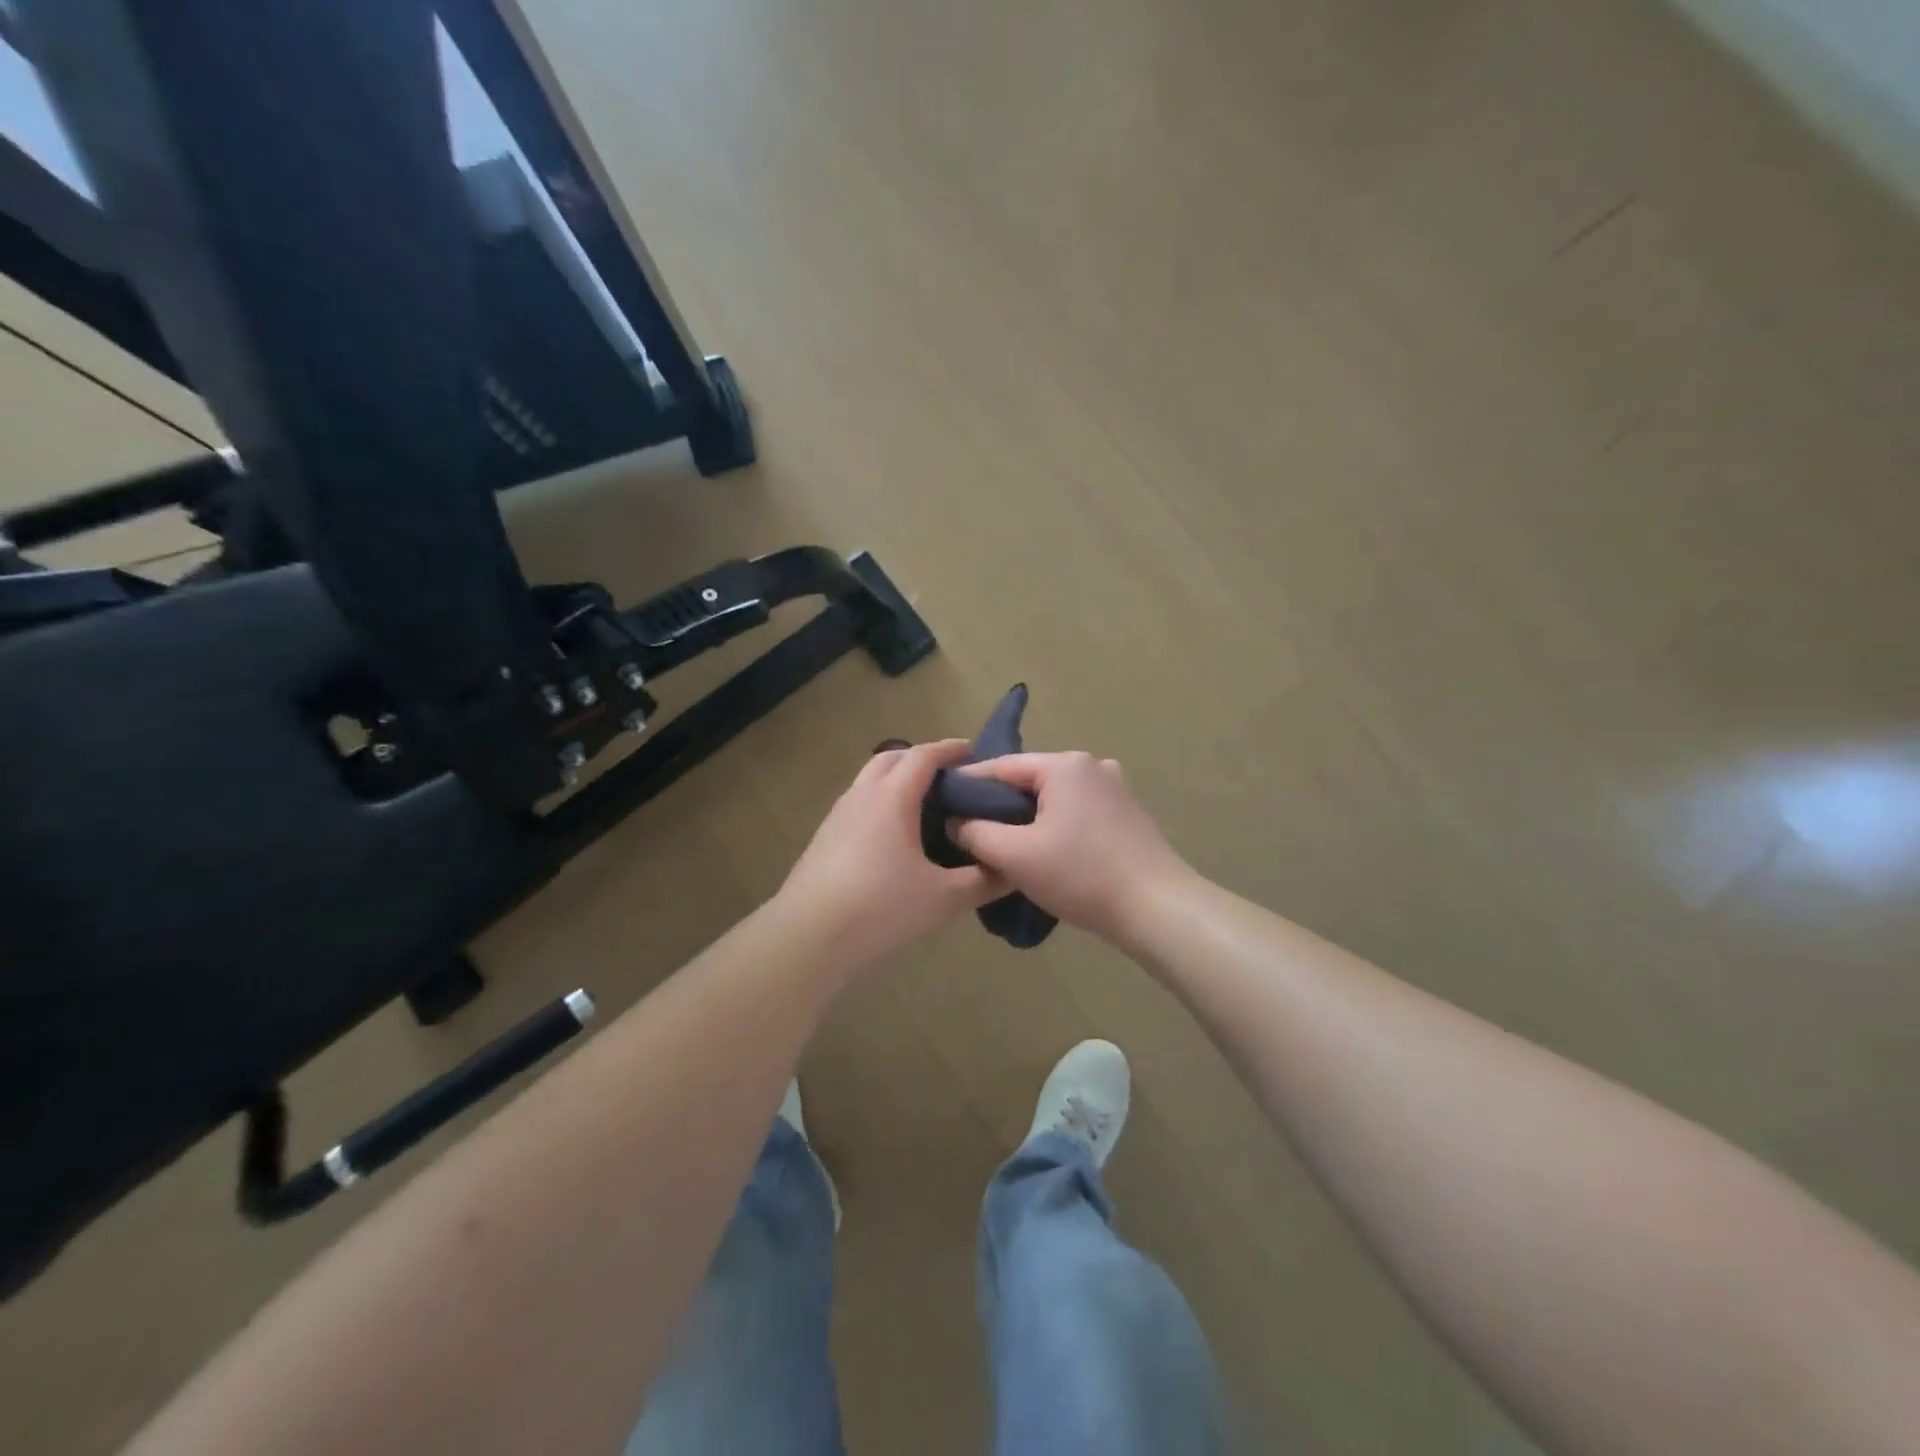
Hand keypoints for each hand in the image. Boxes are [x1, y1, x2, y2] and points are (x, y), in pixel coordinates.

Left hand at [775, 740, 1006, 970]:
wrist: (809, 936)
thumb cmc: (881, 907)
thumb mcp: (943, 898)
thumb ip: (984, 881)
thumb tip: (1014, 870)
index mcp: (892, 797)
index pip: (923, 756)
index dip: (949, 748)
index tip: (971, 750)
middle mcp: (862, 795)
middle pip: (892, 757)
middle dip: (920, 758)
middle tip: (948, 777)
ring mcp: (837, 815)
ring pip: (869, 779)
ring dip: (896, 779)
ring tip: (922, 805)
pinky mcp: (823, 837)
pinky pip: (858, 803)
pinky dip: (879, 802)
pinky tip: (891, 836)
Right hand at [949, 752, 1191, 943]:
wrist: (1157, 908)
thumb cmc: (1081, 875)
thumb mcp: (1016, 856)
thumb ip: (976, 833)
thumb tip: (955, 821)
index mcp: (1065, 765)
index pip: (1002, 766)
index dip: (969, 784)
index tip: (942, 802)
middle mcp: (1091, 766)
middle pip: (1030, 780)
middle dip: (999, 804)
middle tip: (969, 830)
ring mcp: (1114, 788)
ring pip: (1054, 798)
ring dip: (1028, 817)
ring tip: (1002, 844)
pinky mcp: (1126, 813)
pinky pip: (1077, 812)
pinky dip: (1055, 825)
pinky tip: (1044, 851)